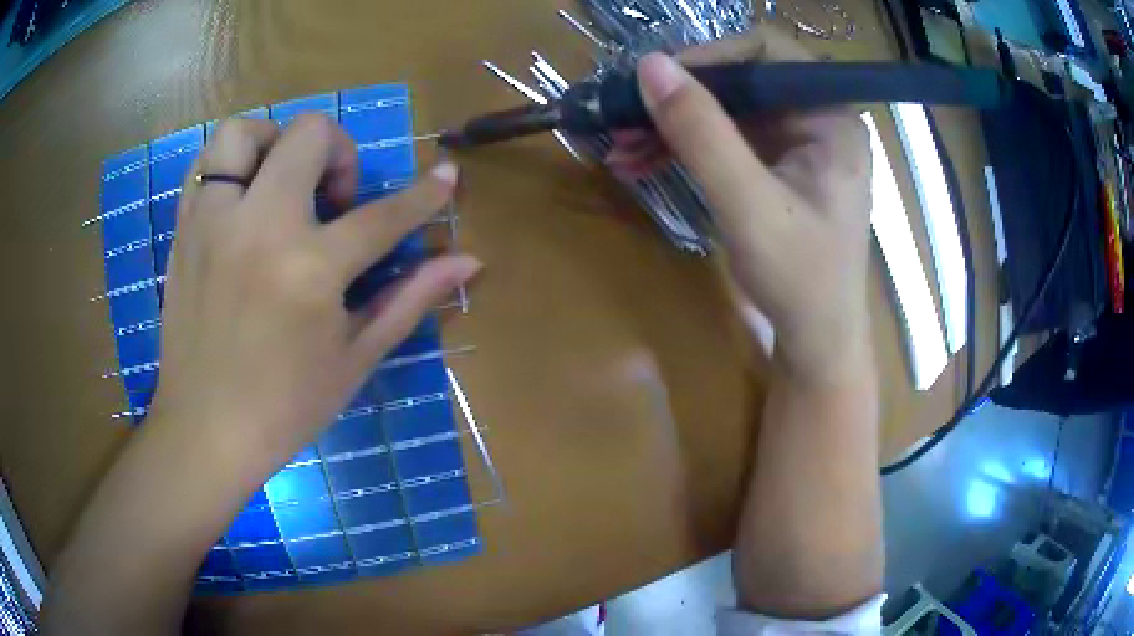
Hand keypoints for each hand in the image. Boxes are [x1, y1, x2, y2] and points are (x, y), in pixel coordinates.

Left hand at [151, 114, 480, 465]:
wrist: (205, 430)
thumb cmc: (285, 407)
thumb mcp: (355, 359)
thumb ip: (410, 298)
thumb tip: (467, 261)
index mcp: (310, 270)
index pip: (382, 215)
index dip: (423, 194)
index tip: (444, 175)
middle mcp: (259, 227)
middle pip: (310, 135)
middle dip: (339, 153)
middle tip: (334, 200)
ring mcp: (214, 223)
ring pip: (245, 132)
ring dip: (274, 145)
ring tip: (281, 185)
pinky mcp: (184, 231)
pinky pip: (205, 164)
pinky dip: (232, 166)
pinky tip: (244, 200)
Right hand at [613, 31, 872, 384]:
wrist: (816, 339)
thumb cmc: (800, 279)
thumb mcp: (748, 205)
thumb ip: (702, 134)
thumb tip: (649, 66)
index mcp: (831, 117)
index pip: (769, 52)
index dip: (711, 55)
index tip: (659, 80)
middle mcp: (817, 119)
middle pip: (741, 80)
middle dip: (680, 98)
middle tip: (624, 116)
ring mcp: (796, 143)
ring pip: (726, 110)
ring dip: (672, 124)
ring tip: (620, 147)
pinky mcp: (776, 166)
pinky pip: (725, 139)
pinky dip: (684, 148)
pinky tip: (642, 162)